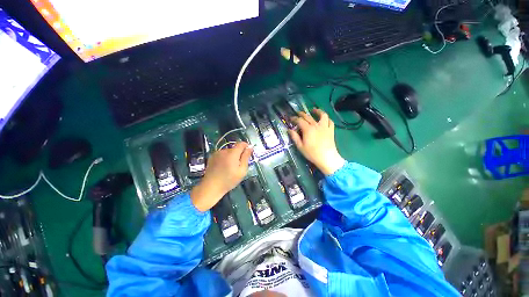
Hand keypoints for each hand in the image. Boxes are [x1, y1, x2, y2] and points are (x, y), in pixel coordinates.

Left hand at [191, 142, 252, 211]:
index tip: (248, 153)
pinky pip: (222, 154)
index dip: (246, 146)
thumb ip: (246, 157)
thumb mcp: (242, 170)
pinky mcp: (212, 157)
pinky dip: (225, 158)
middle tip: (239, 165)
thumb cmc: (229, 180)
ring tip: (230, 167)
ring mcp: (217, 153)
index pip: (241, 143)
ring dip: (232, 156)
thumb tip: (250, 147)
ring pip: (228, 151)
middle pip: (235, 148)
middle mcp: (224, 151)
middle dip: (239, 154)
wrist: (211, 187)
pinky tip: (223, 167)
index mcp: (232, 153)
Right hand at [288, 108, 344, 174]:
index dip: (294, 118)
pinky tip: (324, 119)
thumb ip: (294, 137)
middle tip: (298, 113)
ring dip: (318, 111)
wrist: (327, 158)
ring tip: (314, 110)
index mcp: (308, 129)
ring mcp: (325, 127)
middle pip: (308, 116)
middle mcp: (316, 125)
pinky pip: (330, 121)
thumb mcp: (300, 146)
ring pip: (322, 115)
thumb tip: (289, 130)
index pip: (299, 120)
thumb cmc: (312, 153)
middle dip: (302, 114)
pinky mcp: (330, 130)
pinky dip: (327, 119)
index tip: (290, 118)